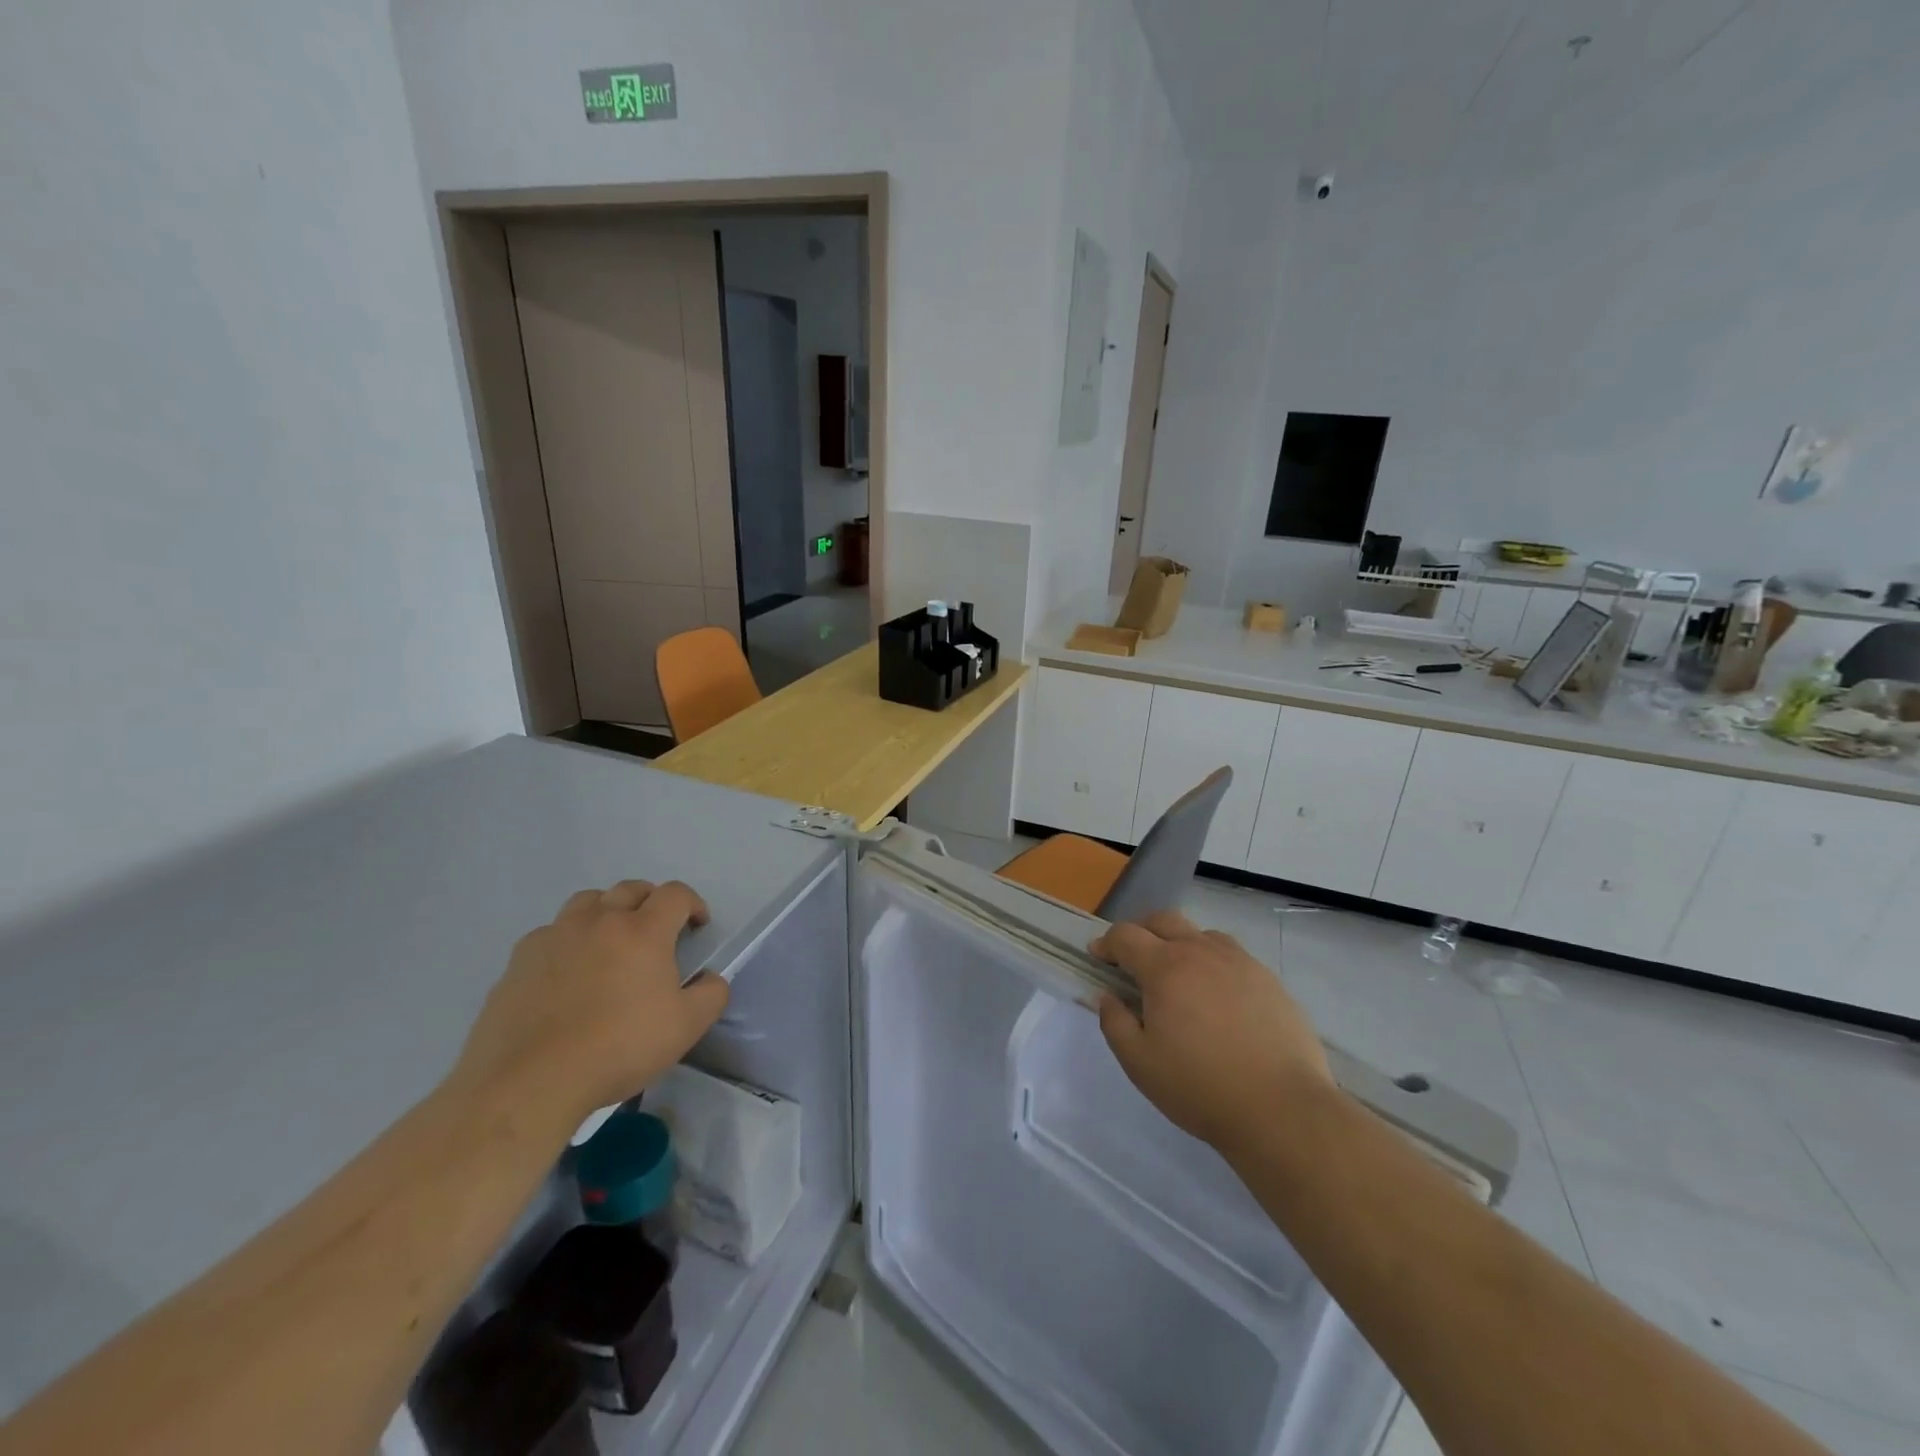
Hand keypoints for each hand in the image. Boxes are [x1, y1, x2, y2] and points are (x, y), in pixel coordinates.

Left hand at [453, 880, 728, 1125]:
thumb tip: (710, 977)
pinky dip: (567, 941)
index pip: (675, 894)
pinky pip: (550, 933)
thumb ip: (711, 994)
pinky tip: (567, 973)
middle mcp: (600, 921)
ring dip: (607, 911)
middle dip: (650, 902)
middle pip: (630, 889)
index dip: (692, 904)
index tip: (697, 926)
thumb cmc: (618, 1048)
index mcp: (643, 931)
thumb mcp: (686, 1027)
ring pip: (587, 902)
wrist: (531, 1080)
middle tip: (656, 931)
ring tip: (610, 941)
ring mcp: (555, 936)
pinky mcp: (519, 959)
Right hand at [1092, 911, 1333, 1152]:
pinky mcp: (1269, 981)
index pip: (1126, 935)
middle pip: (1163, 921)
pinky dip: (1214, 964)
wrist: (1283, 1109)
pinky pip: (1233, 957)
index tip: (1098, 958)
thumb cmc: (1201, 1087)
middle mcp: (1201, 952)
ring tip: (1180, 979)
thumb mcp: (1140, 1063)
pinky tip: (1219, 998)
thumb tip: (1107, 996)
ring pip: (1201, 935)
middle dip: (1141, 932)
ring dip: (1181, 945)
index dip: (1106, 943)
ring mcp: (1240, 962)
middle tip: (1134, 961)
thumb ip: (1115, 1022)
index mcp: (1165, 967)